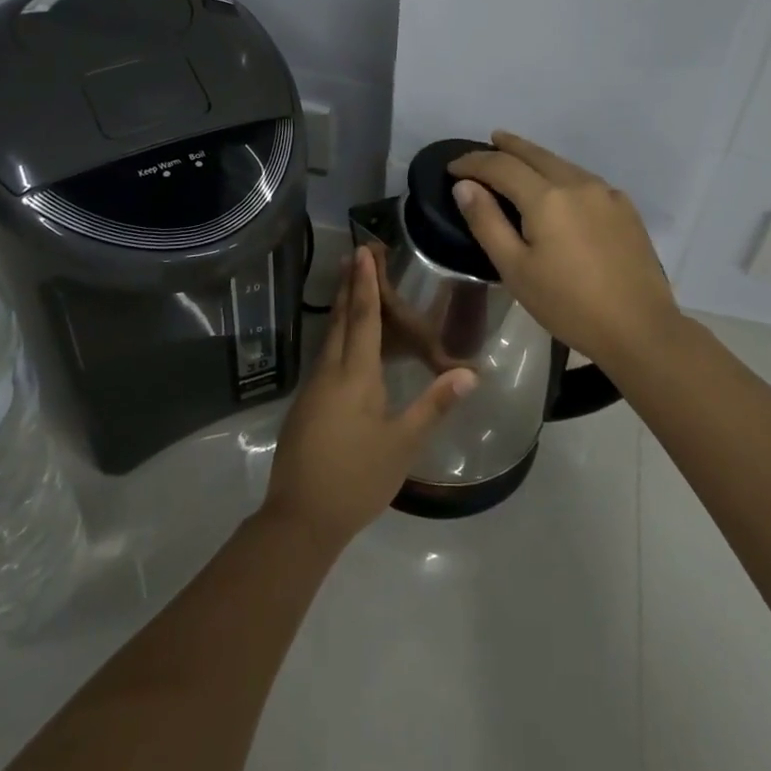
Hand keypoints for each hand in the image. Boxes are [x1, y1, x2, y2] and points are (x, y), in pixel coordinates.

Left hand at [263, 247, 476, 547]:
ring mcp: (313, 388)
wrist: (300, 518)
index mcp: (355, 376)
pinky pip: (325, 356)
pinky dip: (337, 335)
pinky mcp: (306, 405)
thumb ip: (434, 405)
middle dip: (350, 286)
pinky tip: (344, 342)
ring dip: (342, 308)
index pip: (364, 319)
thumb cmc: (357, 478)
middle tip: (354, 254)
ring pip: (329, 337)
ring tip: (350, 285)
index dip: (366, 284)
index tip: (363, 252)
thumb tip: (470, 373)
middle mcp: (330, 372)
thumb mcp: (402, 444)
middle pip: (341, 320)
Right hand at [449, 131, 682, 367]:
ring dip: (536, 159)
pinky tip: (559, 190)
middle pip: (535, 154)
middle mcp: (577, 183)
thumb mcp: (516, 269)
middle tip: (489, 142)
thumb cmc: (568, 304)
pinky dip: (562, 175)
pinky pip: (584, 180)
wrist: (639, 328)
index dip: (473, 162)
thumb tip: (465, 186)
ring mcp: (606, 193)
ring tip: (518, 161)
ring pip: (562, 164)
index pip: (501, 165)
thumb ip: (487, 222)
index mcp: (547, 197)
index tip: (452, 167)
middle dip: (508, 146)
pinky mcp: (625, 209)